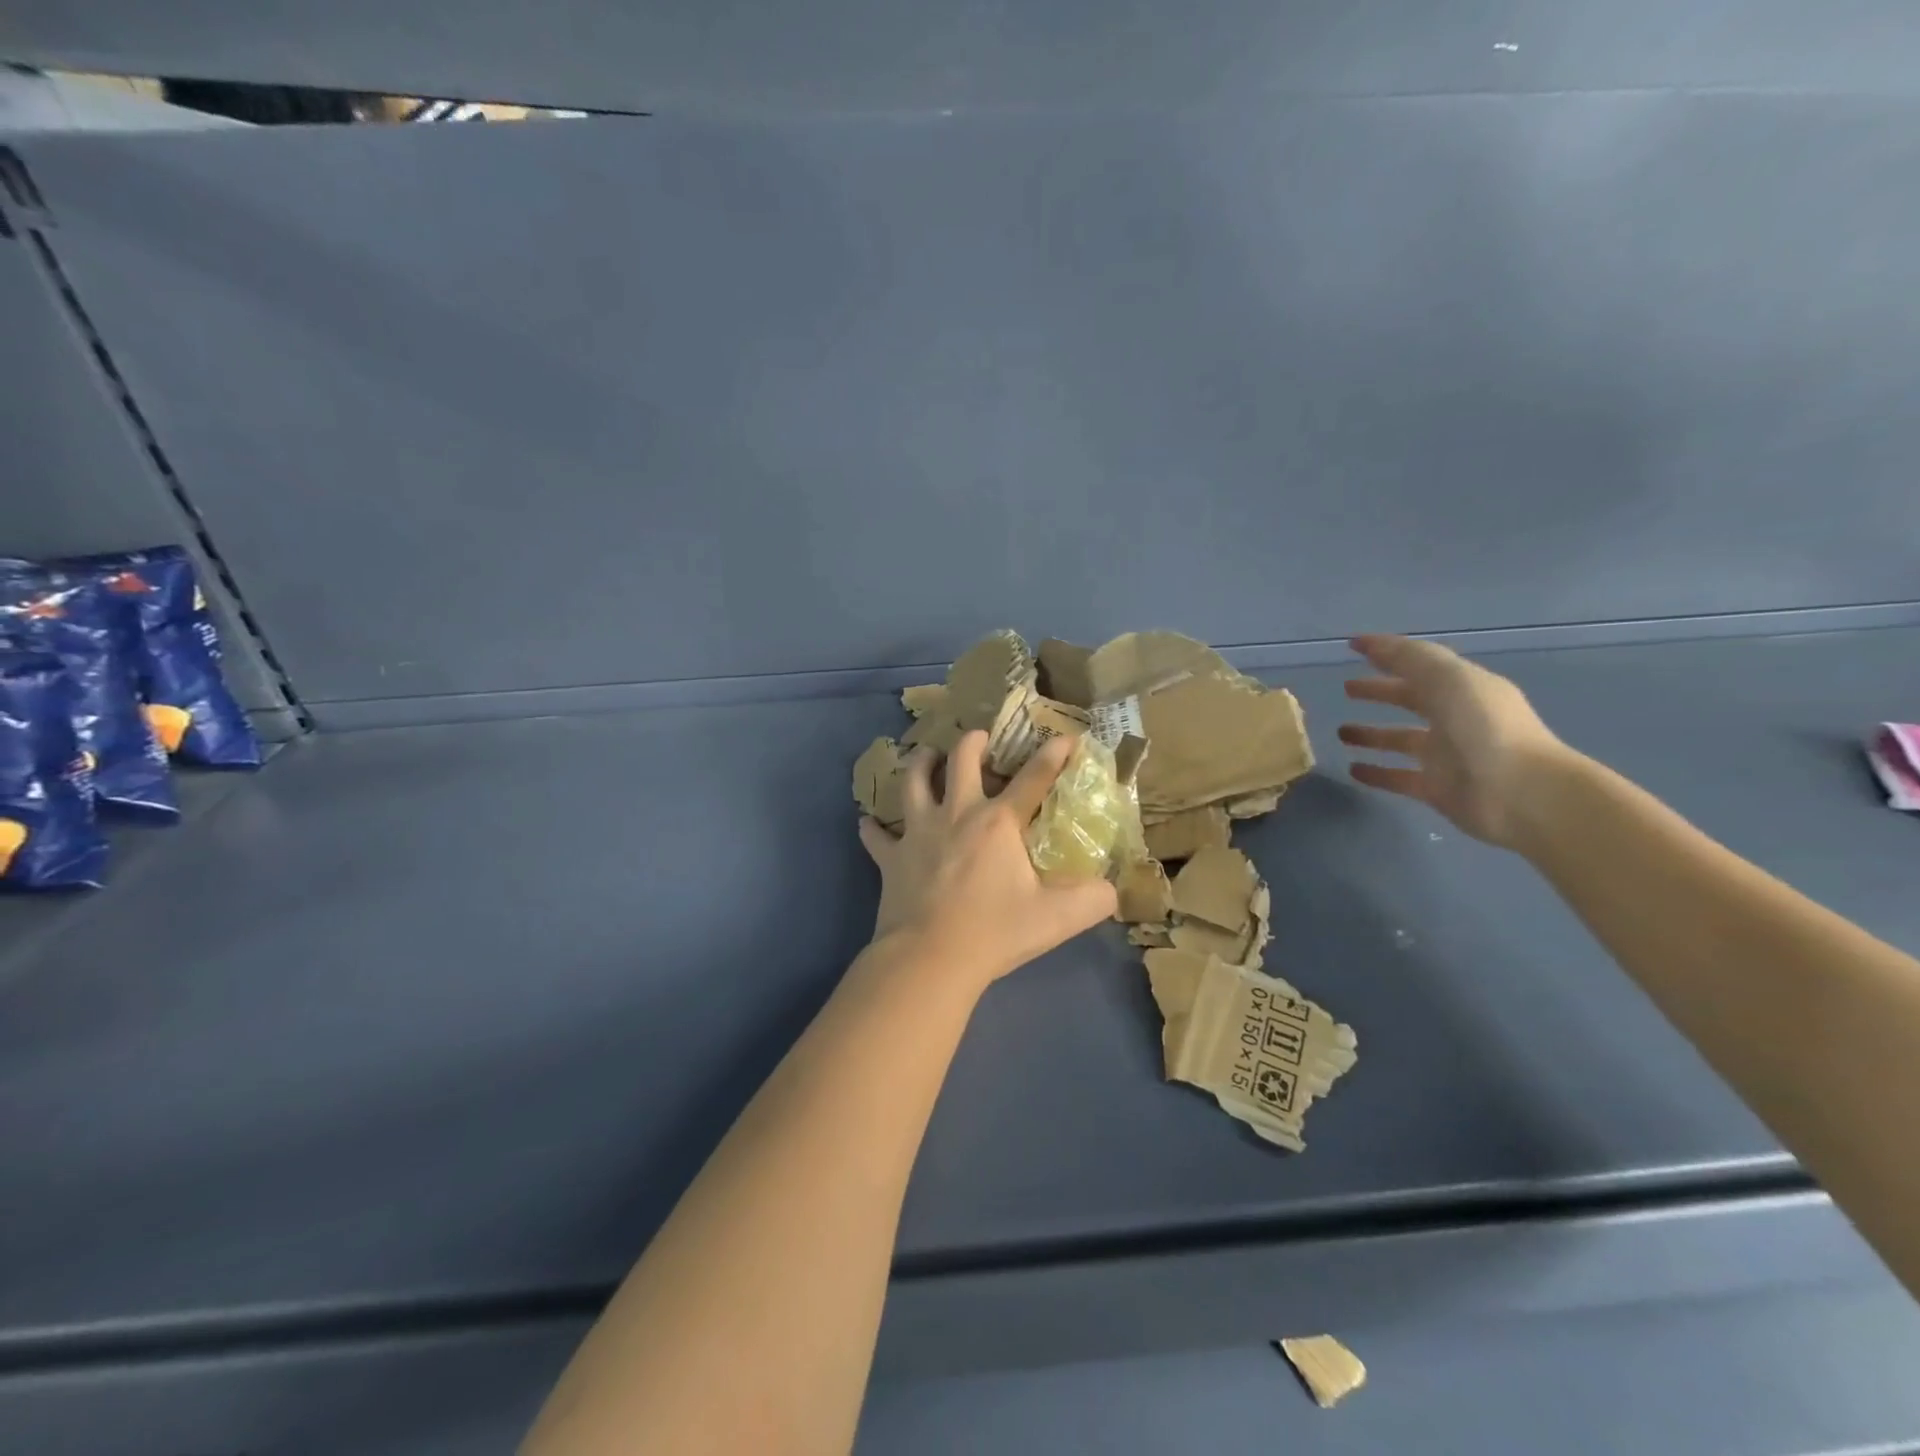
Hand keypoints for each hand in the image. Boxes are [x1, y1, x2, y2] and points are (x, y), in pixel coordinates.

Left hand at [859, 731, 1118, 988]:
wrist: (930, 959)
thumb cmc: (995, 932)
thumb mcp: (1058, 918)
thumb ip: (1093, 900)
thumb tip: (1111, 890)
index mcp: (998, 823)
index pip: (1033, 778)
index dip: (1053, 755)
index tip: (1065, 736)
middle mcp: (956, 815)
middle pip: (961, 761)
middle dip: (973, 742)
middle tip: (980, 738)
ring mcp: (918, 833)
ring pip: (912, 782)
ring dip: (920, 764)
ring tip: (927, 757)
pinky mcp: (890, 858)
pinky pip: (876, 835)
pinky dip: (873, 828)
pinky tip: (869, 823)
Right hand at [1338, 634, 1572, 848]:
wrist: (1521, 794)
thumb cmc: (1485, 729)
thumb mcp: (1449, 680)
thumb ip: (1409, 659)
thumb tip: (1367, 643)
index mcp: (1464, 688)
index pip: (1420, 664)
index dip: (1388, 653)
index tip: (1353, 647)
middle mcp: (1456, 718)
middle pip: (1411, 699)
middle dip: (1380, 691)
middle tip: (1346, 688)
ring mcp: (1446, 756)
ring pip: (1401, 740)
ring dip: (1372, 734)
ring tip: (1340, 733)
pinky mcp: (1436, 789)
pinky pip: (1398, 777)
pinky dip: (1376, 773)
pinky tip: (1352, 770)